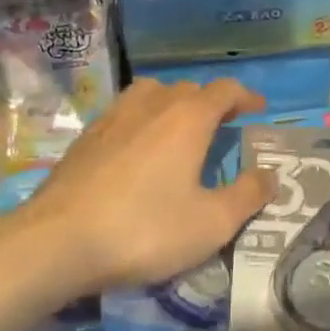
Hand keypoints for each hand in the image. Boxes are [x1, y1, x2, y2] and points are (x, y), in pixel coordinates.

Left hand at [20, 78, 272, 293]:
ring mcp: (114, 116)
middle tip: (222, 128)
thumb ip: (247, 196)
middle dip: (211, 103)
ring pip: (152, 95)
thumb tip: (271, 175)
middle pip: (189, 89)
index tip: (258, 109)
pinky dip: (142, 121)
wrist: (58, 240)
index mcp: (188, 117)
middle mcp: (153, 104)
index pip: (225, 90)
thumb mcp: (210, 223)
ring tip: (179, 131)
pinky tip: (138, 149)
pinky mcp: (87, 136)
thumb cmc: (145, 229)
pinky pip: (125, 113)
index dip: (246, 97)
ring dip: (173, 106)